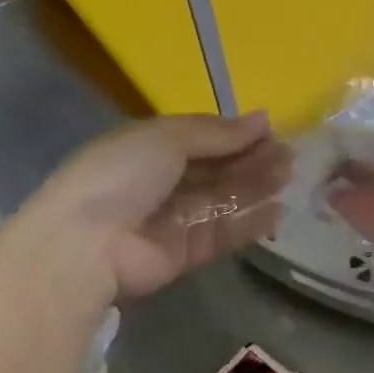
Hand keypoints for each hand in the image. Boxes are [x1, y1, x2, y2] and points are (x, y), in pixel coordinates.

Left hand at [0, 113, 292, 300]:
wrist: (84, 244)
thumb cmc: (121, 174)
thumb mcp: (167, 137)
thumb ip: (217, 133)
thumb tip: (263, 119)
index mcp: (151, 146)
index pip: (203, 137)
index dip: (236, 134)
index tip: (272, 131)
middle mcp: (163, 180)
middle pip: (217, 168)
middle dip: (252, 160)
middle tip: (289, 155)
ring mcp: (173, 218)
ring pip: (224, 199)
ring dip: (256, 187)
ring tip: (289, 176)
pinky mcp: (184, 253)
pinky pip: (222, 232)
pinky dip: (248, 222)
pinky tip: (277, 211)